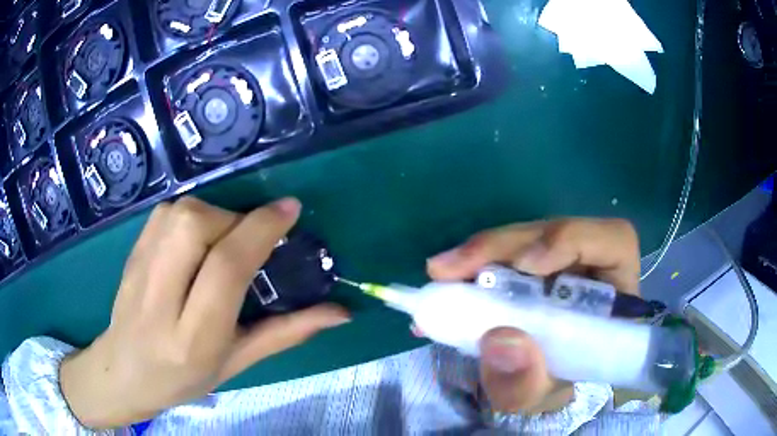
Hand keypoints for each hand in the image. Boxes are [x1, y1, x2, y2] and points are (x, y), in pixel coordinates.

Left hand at [60, 197, 348, 428]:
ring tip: (223, 240)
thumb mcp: (237, 363)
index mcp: (192, 337)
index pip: (225, 268)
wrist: (124, 371)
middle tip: (249, 238)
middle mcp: (160, 299)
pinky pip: (164, 213)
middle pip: (195, 226)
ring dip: (213, 215)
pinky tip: (196, 238)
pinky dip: (190, 213)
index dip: (261, 230)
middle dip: (233, 219)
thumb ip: (286, 333)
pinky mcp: (130, 252)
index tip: (290, 210)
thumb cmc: (184, 378)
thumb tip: (340, 311)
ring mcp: (138, 270)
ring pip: (179, 212)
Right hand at [427, 218, 640, 413]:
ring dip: (483, 252)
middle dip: (504, 245)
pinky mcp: (532, 264)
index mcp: (615, 293)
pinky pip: (506, 252)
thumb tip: (500, 340)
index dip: (573, 240)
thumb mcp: (539, 397)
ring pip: (526, 238)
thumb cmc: (552, 387)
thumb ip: (526, 382)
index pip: (613, 242)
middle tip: (450, 268)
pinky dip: (475, 264)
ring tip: (443, 272)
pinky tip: (449, 279)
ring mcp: (560, 260)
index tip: (525, 264)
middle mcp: (592, 265)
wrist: (538, 383)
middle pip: (557, 232)